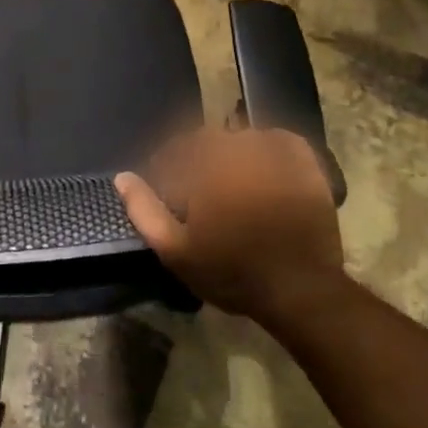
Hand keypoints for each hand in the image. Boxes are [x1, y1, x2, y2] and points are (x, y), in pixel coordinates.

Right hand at [116, 128, 344, 325]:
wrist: (300, 290)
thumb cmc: (232, 272)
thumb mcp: (176, 251)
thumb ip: (144, 210)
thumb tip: (122, 177)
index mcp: (205, 165)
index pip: (176, 149)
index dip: (168, 167)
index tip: (169, 190)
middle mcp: (238, 147)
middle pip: (209, 141)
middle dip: (199, 161)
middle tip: (201, 192)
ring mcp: (275, 153)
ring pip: (242, 138)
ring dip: (232, 154)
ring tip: (234, 184)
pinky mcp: (305, 163)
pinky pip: (280, 139)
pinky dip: (268, 146)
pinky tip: (265, 168)